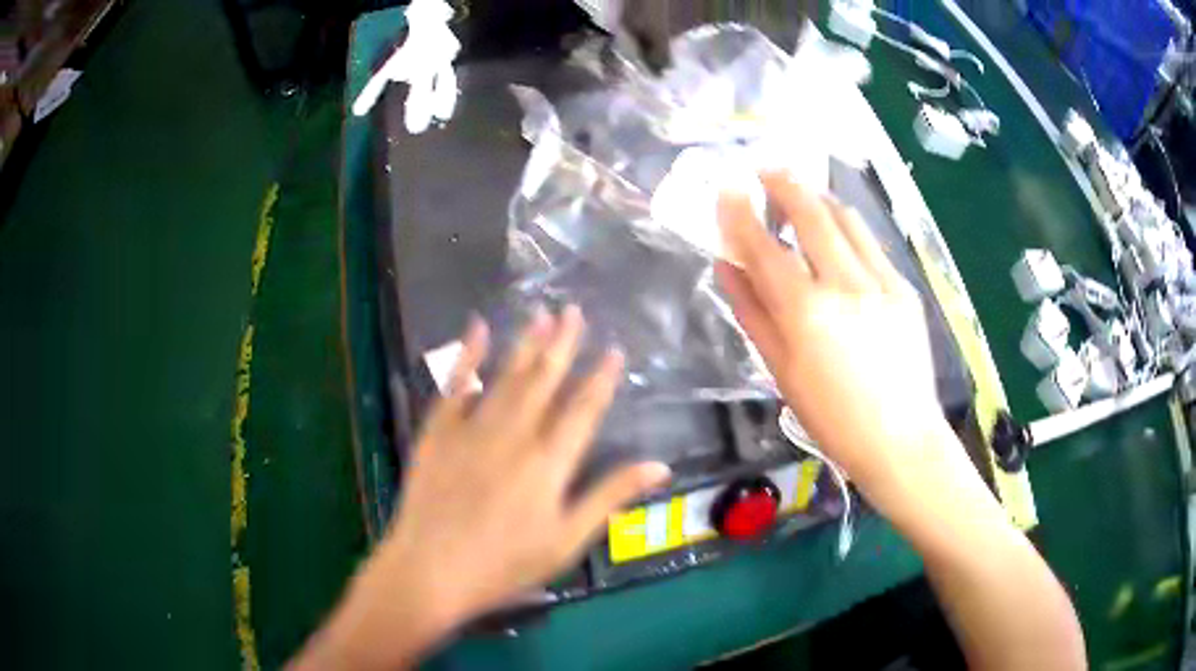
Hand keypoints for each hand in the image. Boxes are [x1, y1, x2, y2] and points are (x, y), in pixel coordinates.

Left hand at [383, 308, 667, 619]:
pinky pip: (455, 384)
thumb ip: (610, 497)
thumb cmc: (505, 564)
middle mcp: (514, 434)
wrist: (431, 570)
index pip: (583, 409)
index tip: (614, 350)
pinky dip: (467, 355)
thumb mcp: (567, 541)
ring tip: (541, 314)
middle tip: (574, 311)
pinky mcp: (438, 431)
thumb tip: (660, 465)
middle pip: (544, 380)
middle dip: (562, 344)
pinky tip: (477, 329)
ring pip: (506, 376)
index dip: (601, 378)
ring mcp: (472, 428)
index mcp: (549, 462)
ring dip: (525, 343)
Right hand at [716, 173, 958, 509]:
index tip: (727, 189)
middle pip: (811, 214)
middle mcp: (845, 284)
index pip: (764, 247)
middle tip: (768, 169)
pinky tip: (840, 234)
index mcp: (807, 312)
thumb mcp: (781, 371)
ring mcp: (881, 282)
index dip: (740, 214)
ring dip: (819, 199)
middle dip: (785, 184)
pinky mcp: (904, 289)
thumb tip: (727, 267)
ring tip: (804, 194)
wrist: (901, 438)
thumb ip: (752, 313)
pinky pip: (871, 244)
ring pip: (846, 220)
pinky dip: (848, 229)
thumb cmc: (832, 418)